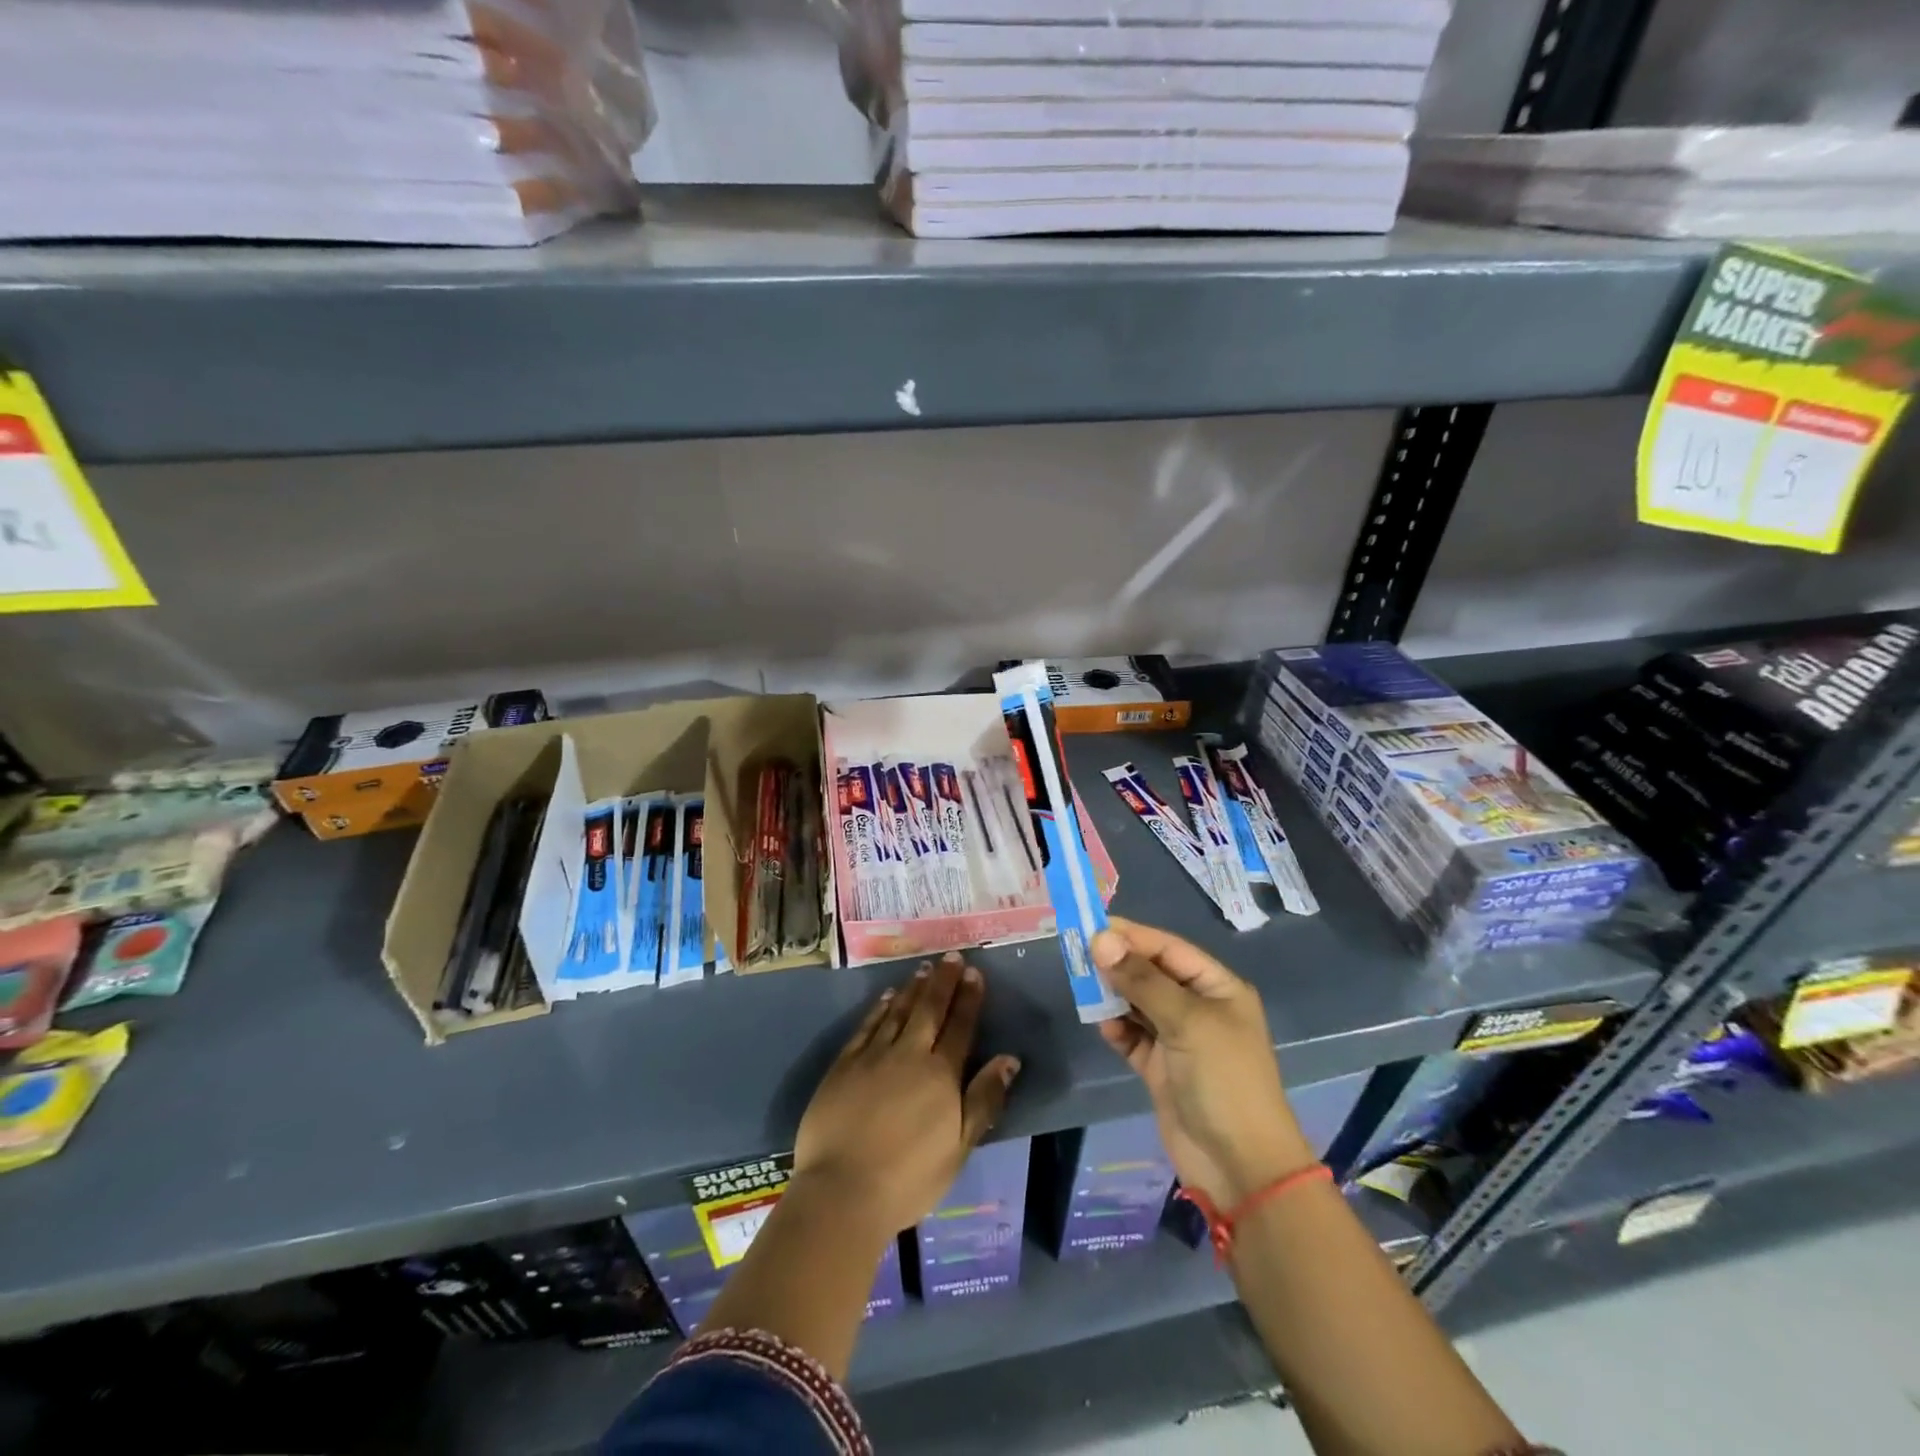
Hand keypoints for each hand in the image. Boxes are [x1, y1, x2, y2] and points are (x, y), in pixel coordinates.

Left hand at [794, 952, 1020, 1237]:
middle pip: (929, 1010)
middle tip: (951, 957)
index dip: (968, 999)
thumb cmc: (909, 1178)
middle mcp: (909, 1055)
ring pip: (898, 1011)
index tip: (974, 972)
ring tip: (924, 968)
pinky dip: (880, 1007)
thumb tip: (1009, 1059)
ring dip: (914, 989)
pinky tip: (888, 996)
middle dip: (943, 982)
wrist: (842, 1191)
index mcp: (941, 1075)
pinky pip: (867, 1025)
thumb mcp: (959, 1148)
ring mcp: (873, 1056)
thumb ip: (984, 1099)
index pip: (960, 1027)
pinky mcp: (844, 1064)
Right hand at [1093, 917, 1313, 1206]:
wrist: (1240, 1167)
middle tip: (1078, 954)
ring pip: (1138, 1004)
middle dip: (1118, 964)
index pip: (1169, 949)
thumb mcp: (1186, 1021)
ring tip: (1083, 987)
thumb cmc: (1223, 1080)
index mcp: (1217, 988)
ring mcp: (1179, 1039)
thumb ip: (1141, 980)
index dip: (1132, 936)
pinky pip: (1132, 1037)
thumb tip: (1101, 938)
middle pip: (1151, 974)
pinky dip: (1116, 1029)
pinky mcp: (1161, 1068)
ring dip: (1113, 995)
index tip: (1091, 926)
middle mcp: (1198, 1008)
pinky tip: (1102, 1026)